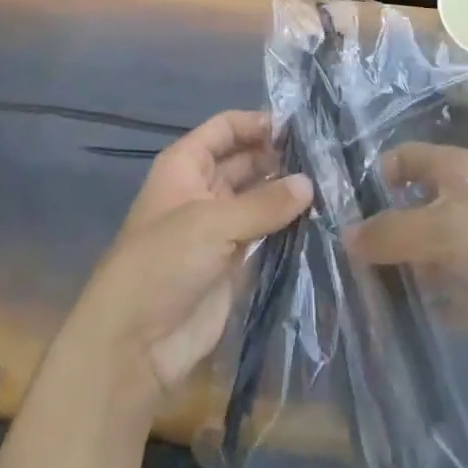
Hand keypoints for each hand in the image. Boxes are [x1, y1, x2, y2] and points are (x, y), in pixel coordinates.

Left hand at [73, 110, 312, 408]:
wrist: (136, 344)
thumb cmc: (163, 264)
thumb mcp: (212, 223)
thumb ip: (264, 202)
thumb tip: (309, 183)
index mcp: (185, 165)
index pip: (225, 128)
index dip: (257, 123)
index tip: (300, 126)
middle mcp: (203, 189)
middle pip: (245, 160)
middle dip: (279, 156)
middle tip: (326, 157)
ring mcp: (219, 226)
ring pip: (259, 197)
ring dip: (287, 192)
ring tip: (332, 184)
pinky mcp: (234, 261)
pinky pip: (266, 232)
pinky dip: (288, 225)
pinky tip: (321, 218)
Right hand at [347, 142, 467, 365]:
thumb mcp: (443, 226)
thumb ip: (391, 232)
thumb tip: (344, 236)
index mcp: (452, 172)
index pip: (402, 160)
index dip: (373, 177)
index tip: (338, 211)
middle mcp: (458, 205)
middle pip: (405, 212)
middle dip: (374, 235)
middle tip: (331, 265)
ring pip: (418, 258)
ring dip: (390, 275)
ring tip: (347, 298)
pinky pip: (437, 296)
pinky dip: (415, 306)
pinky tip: (382, 322)